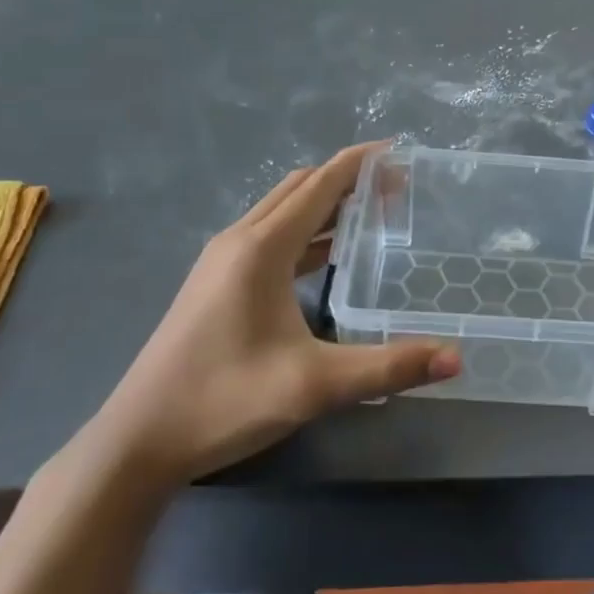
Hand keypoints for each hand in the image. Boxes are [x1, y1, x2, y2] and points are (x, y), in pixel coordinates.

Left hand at [79, 143, 459, 492]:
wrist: (138, 442)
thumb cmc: (225, 400)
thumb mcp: (315, 385)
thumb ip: (389, 367)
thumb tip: (456, 360)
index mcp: (261, 248)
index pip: (320, 185)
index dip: (361, 162)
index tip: (401, 151)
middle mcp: (240, 240)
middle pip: (300, 188)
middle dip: (348, 179)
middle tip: (396, 188)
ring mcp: (222, 261)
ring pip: (282, 211)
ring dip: (325, 204)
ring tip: (372, 213)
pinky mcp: (215, 282)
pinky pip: (270, 236)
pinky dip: (305, 231)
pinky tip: (328, 256)